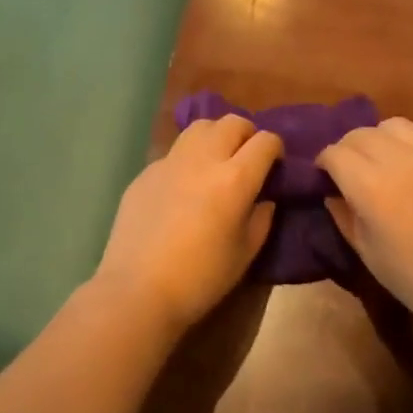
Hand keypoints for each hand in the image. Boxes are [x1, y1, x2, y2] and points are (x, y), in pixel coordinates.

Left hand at [93, 115, 281, 335]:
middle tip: (248, 157)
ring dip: (216, 135)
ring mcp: (170, 162)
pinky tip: (184, 186)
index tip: (275, 164)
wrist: (137, 290)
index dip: (276, 148)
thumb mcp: (245, 253)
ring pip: (200, 127)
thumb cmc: (200, 278)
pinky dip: (188, 158)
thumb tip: (264, 199)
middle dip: (247, 134)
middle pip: (232, 122)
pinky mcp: (146, 172)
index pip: (265, 141)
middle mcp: (203, 159)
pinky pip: (174, 152)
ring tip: (217, 159)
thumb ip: (261, 219)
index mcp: (235, 179)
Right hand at [319, 118, 412, 336]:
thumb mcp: (366, 251)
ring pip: (394, 125)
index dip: (324, 163)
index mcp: (370, 184)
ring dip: (380, 139)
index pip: (335, 153)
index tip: (325, 176)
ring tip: (384, 160)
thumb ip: (344, 215)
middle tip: (351, 169)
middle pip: (361, 134)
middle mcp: (400, 157)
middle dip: (348, 148)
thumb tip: (333, 194)